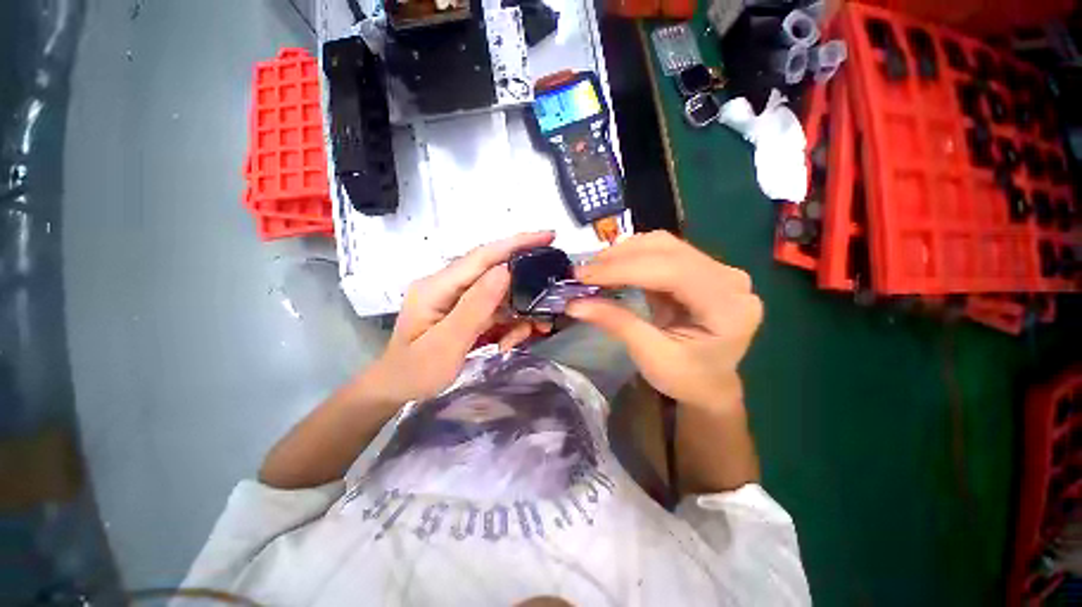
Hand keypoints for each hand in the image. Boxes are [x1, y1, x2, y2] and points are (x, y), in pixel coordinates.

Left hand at [367, 231, 554, 403]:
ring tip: (528, 334)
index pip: (482, 256)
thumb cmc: (416, 372)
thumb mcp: (446, 344)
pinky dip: (508, 324)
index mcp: (437, 287)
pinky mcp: (465, 310)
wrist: (398, 389)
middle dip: (524, 288)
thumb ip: (475, 307)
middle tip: (547, 305)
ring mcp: (457, 298)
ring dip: (518, 313)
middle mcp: (449, 285)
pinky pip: (495, 310)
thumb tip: (505, 271)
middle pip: (495, 273)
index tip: (549, 236)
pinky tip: (508, 341)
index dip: (516, 244)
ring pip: (500, 295)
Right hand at [567, 231, 761, 409]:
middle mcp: (729, 279)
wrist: (710, 384)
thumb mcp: (651, 356)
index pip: (672, 271)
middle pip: (668, 250)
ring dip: (624, 253)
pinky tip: (612, 267)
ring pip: (663, 245)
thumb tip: (574, 304)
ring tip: (594, 269)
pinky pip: (662, 252)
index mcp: (729, 307)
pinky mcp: (699, 269)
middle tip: (583, 272)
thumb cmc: (686, 379)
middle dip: (619, 258)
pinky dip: (632, 257)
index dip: (624, 269)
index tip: (584, 275)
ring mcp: (717, 270)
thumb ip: (617, 323)